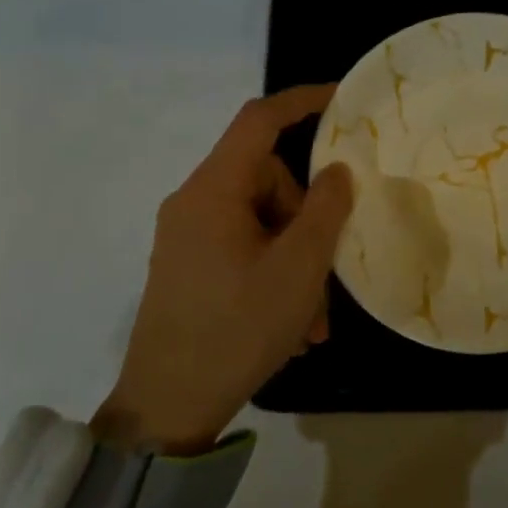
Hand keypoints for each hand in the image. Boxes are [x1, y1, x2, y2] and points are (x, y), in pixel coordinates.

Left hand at [99, 85, 352, 455]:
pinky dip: (274, 271)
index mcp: (213, 191)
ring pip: (260, 220)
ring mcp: (187, 236)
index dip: (301, 101)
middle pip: (266, 179)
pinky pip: (243, 246)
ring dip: (296, 257)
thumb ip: (325, 209)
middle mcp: (193, 203)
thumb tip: (335, 170)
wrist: (165, 407)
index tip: (341, 100)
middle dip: (307, 217)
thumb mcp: (298, 268)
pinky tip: (293, 322)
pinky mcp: (188, 265)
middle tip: (328, 270)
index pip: (258, 121)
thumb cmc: (237, 329)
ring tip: (313, 318)